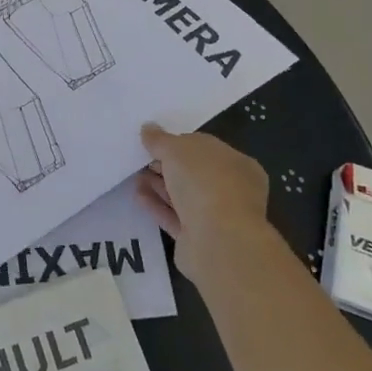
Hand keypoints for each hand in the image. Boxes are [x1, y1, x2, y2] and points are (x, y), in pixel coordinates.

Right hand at [137, 124, 287, 288]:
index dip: (178, 143)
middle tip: (140, 159)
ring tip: (134, 177)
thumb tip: (148, 128)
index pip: (205, 148)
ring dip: (159, 186)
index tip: (153, 142)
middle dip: (166, 166)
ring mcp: (216, 216)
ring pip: (183, 197)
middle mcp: (231, 190)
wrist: (217, 241)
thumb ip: (160, 139)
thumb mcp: (178, 149)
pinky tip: (137, 196)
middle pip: (194, 174)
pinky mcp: (198, 239)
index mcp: (237, 164)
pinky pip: (174, 217)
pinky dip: (157, 206)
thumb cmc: (205, 183)